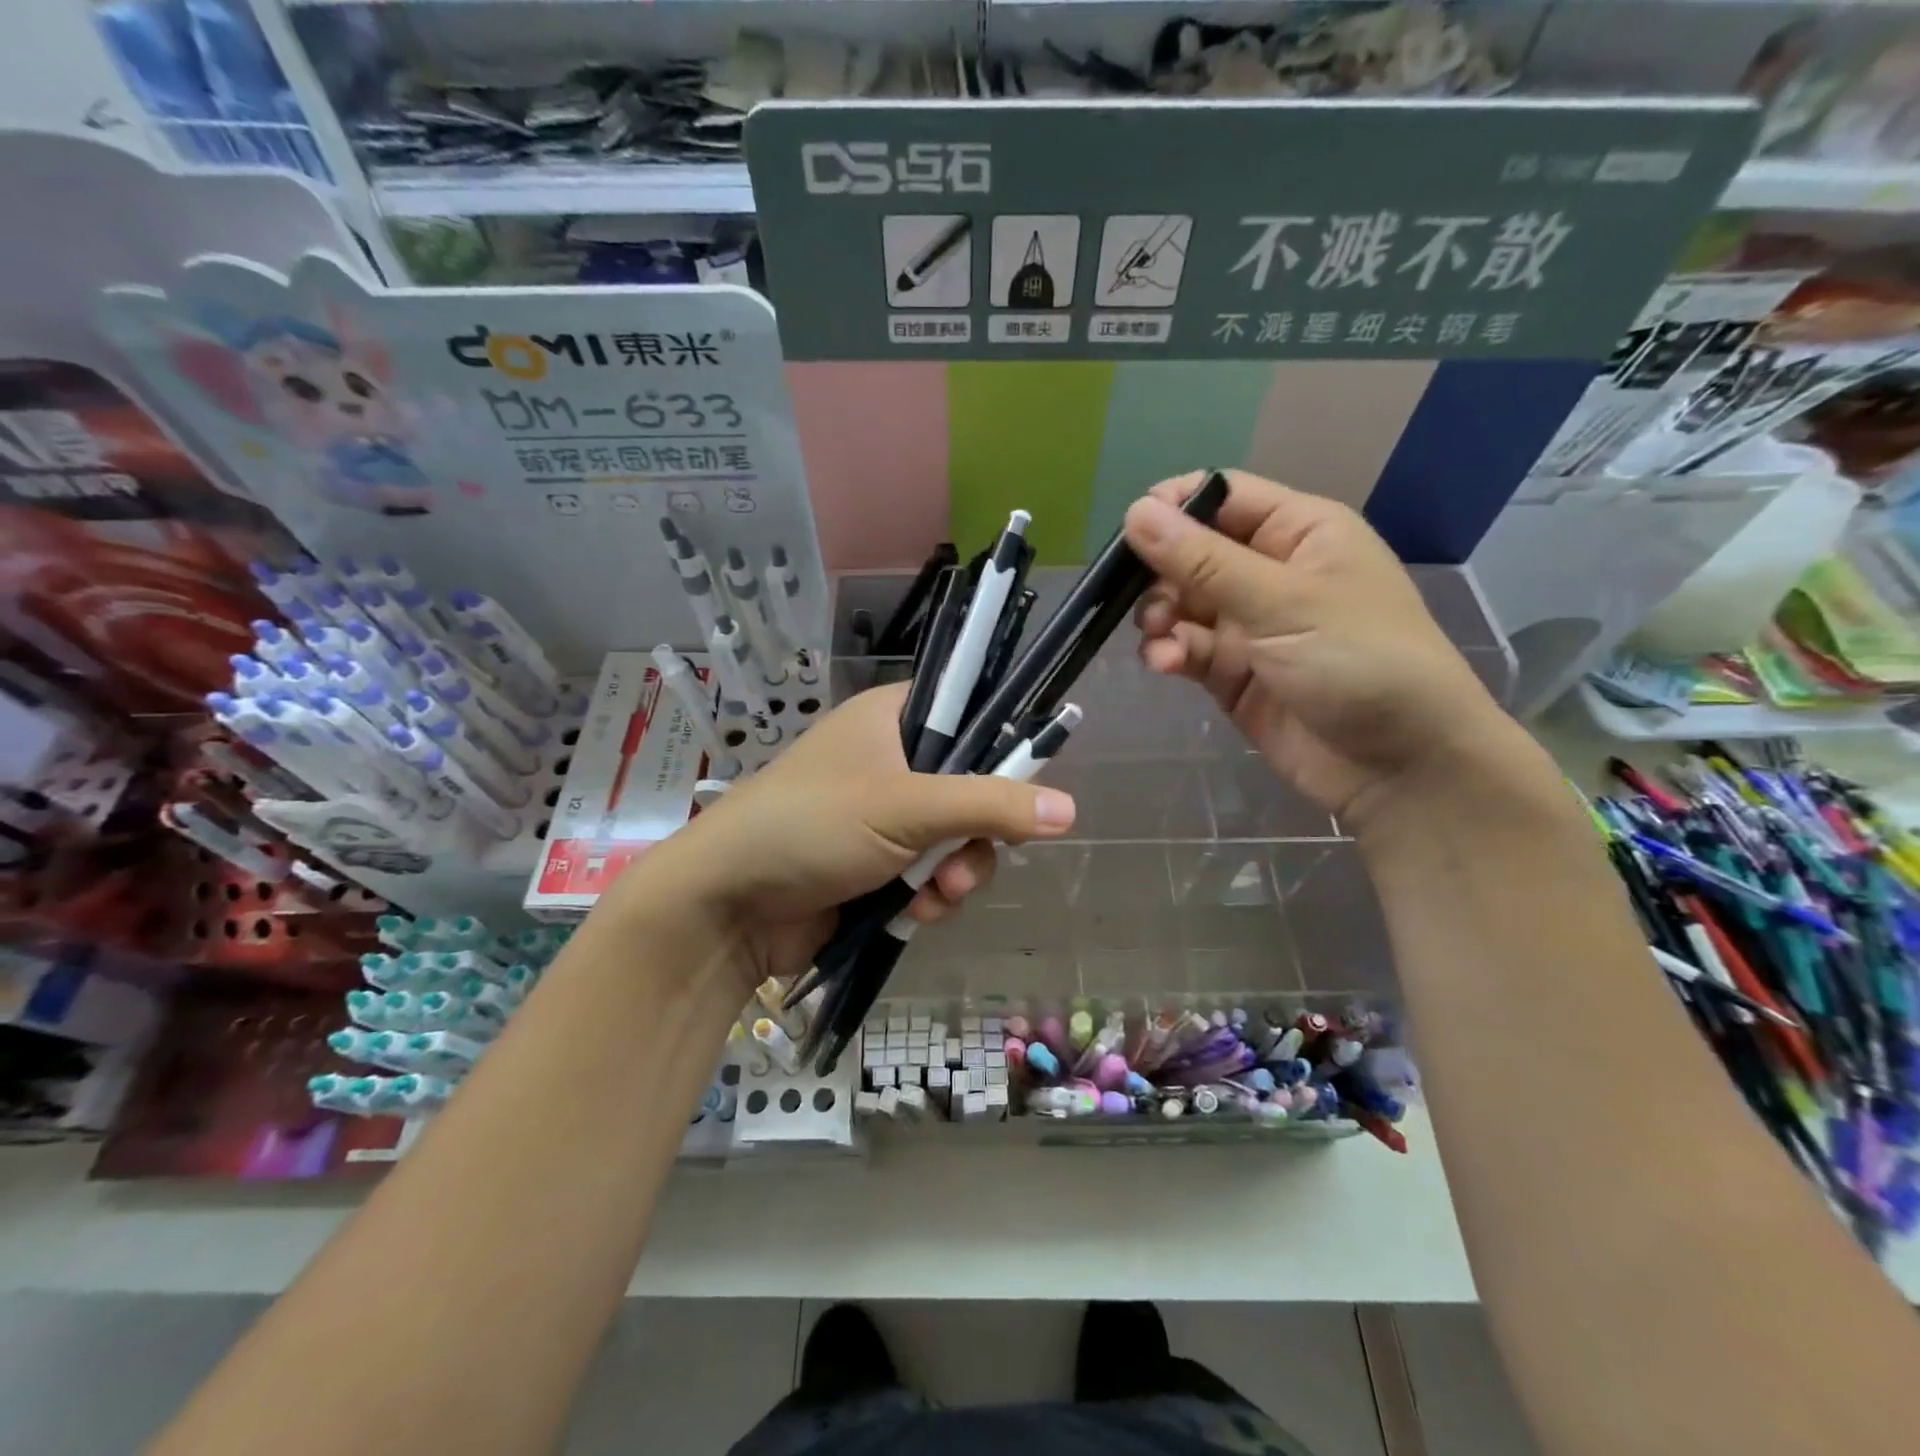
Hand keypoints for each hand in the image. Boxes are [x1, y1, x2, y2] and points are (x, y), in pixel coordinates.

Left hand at [603, 682, 1076, 991]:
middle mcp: (891, 761)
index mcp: (892, 719)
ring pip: (956, 839)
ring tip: (935, 897)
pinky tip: (917, 914)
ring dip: (957, 873)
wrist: (728, 904)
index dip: (1000, 747)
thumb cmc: (811, 826)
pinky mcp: (876, 866)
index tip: (1021, 786)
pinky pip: (931, 875)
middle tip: (961, 865)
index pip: (968, 713)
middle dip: (977, 835)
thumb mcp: (905, 807)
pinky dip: (932, 896)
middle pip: (972, 787)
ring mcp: (883, 817)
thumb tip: (1070, 809)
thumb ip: (989, 805)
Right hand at [1124, 470, 1525, 836]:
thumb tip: (1134, 511)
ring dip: (1160, 617)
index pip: (1224, 497)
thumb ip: (1203, 561)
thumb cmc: (1357, 660)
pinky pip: (1187, 649)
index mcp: (1299, 532)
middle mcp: (1270, 572)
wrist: (1397, 765)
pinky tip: (1165, 664)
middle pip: (1193, 552)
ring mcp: (1250, 625)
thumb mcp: (1281, 602)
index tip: (1130, 529)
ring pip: (1182, 604)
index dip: (1175, 506)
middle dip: (1160, 572)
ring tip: (1157, 637)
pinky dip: (1170, 653)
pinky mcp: (1232, 673)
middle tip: (1139, 597)